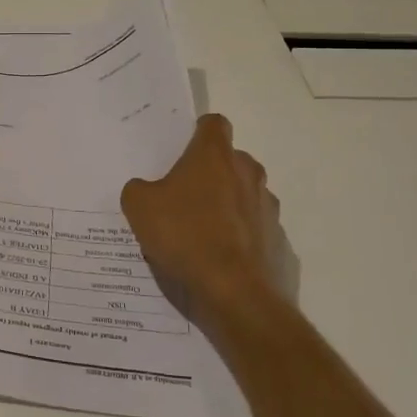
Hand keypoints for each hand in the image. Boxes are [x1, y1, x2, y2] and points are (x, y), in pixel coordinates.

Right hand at [121, 114, 281, 324]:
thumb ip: (138, 189)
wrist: (235, 293)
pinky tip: (218, 259)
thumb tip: (145, 190)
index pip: (213, 124)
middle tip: (183, 195)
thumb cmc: (185, 236)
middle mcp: (247, 173)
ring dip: (226, 205)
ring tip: (199, 233)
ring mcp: (267, 207)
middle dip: (210, 173)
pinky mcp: (278, 240)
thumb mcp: (139, 207)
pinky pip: (254, 229)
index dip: (197, 132)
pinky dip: (239, 237)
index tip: (182, 150)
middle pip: (230, 160)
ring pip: (244, 195)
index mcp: (215, 155)